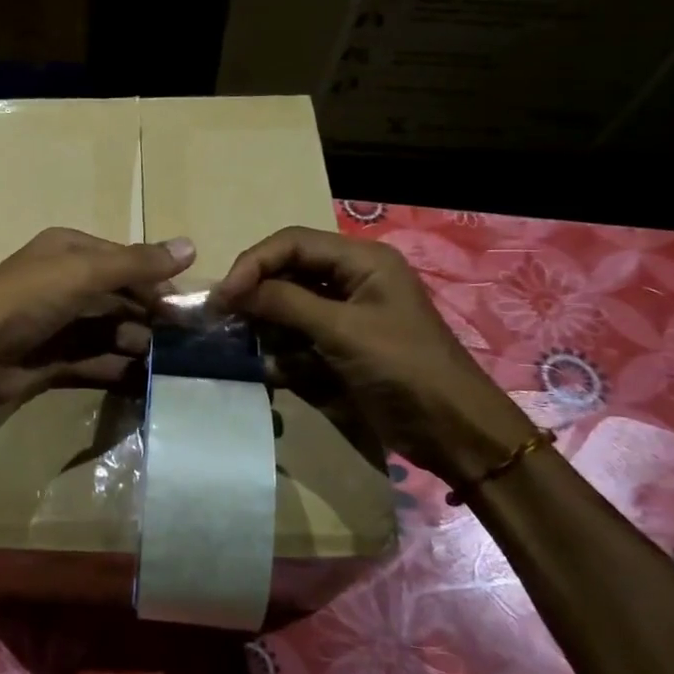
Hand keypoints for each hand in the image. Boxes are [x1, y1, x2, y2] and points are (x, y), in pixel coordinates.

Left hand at [0, 228, 195, 410]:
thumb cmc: (25, 300)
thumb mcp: (82, 272)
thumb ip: (136, 263)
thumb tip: (192, 246)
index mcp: (70, 252)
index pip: (126, 261)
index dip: (158, 281)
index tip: (189, 307)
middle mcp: (66, 284)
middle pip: (121, 298)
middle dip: (150, 317)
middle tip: (185, 342)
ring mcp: (60, 324)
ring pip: (111, 332)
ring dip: (138, 345)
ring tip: (165, 363)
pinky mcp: (55, 361)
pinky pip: (96, 362)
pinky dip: (119, 370)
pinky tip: (144, 382)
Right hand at [213, 226, 534, 486]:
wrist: (452, 430)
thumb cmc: (403, 368)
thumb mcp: (342, 330)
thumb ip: (286, 303)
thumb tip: (233, 290)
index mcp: (362, 260)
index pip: (292, 243)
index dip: (253, 263)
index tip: (224, 295)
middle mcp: (352, 278)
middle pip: (288, 270)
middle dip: (255, 292)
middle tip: (222, 317)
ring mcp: (346, 313)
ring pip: (288, 304)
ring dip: (265, 323)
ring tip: (241, 343)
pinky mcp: (341, 345)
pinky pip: (298, 335)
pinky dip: (281, 349)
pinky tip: (271, 367)